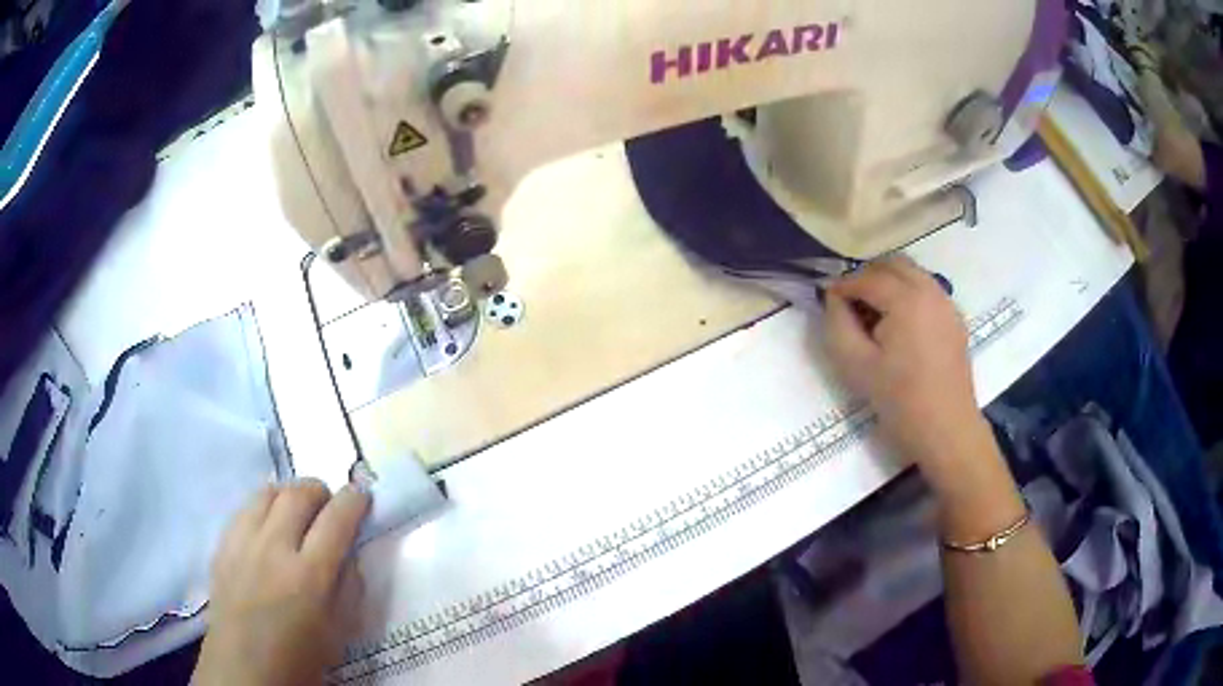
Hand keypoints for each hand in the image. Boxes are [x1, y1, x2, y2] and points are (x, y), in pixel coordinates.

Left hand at [193, 480, 370, 685]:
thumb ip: (349, 588)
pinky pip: (244, 508)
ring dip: (290, 494)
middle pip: (299, 494)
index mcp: (309, 576)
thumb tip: (349, 554)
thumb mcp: (339, 632)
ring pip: (268, 492)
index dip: (354, 501)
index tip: (362, 495)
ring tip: (298, 511)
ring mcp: (243, 542)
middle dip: (321, 491)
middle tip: (329, 506)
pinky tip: (268, 526)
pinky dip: (263, 507)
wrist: (245, 669)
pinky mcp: (222, 545)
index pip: (337, 519)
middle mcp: (274, 548)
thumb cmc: (300, 658)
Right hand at [822, 257, 993, 491]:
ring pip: (913, 273)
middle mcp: (930, 290)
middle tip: (850, 304)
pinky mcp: (955, 320)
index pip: (867, 278)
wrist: (947, 431)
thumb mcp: (856, 366)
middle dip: (868, 276)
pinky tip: (900, 326)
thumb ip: (838, 324)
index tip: (827, 301)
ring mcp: (947, 303)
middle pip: (893, 264)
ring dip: (889, 282)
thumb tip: (833, 299)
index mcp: (906, 299)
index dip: (843, 286)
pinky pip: (928, 290)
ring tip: (874, 314)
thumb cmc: (900, 401)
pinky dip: (909, 293)